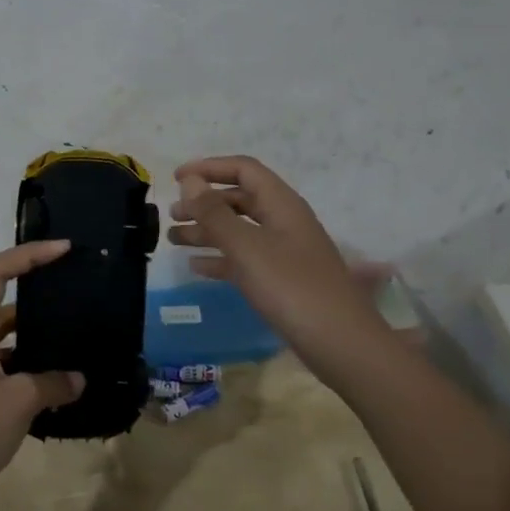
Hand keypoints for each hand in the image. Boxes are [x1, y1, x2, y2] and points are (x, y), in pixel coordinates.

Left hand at [0, 241, 85, 510]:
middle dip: (41, 292)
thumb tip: (79, 379)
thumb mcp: (17, 401)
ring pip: (15, 341)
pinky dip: (41, 374)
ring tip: (83, 337)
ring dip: (44, 338)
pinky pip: (18, 374)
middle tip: (80, 290)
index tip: (64, 250)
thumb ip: (52, 383)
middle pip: (7, 303)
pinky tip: (70, 385)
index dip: (27, 254)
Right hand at [167, 155, 386, 371]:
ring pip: (239, 230)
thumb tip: (189, 180)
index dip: (209, 168)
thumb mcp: (247, 247)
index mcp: (281, 204)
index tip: (175, 179)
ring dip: (207, 230)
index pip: (243, 170)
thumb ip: (215, 213)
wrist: (339, 342)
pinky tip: (196, 267)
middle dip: (204, 203)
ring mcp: (284, 252)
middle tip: (171, 216)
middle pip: (239, 199)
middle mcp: (284, 222)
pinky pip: (245, 259)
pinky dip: (220, 258)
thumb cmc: (291, 288)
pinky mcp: (282, 280)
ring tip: (173, 239)